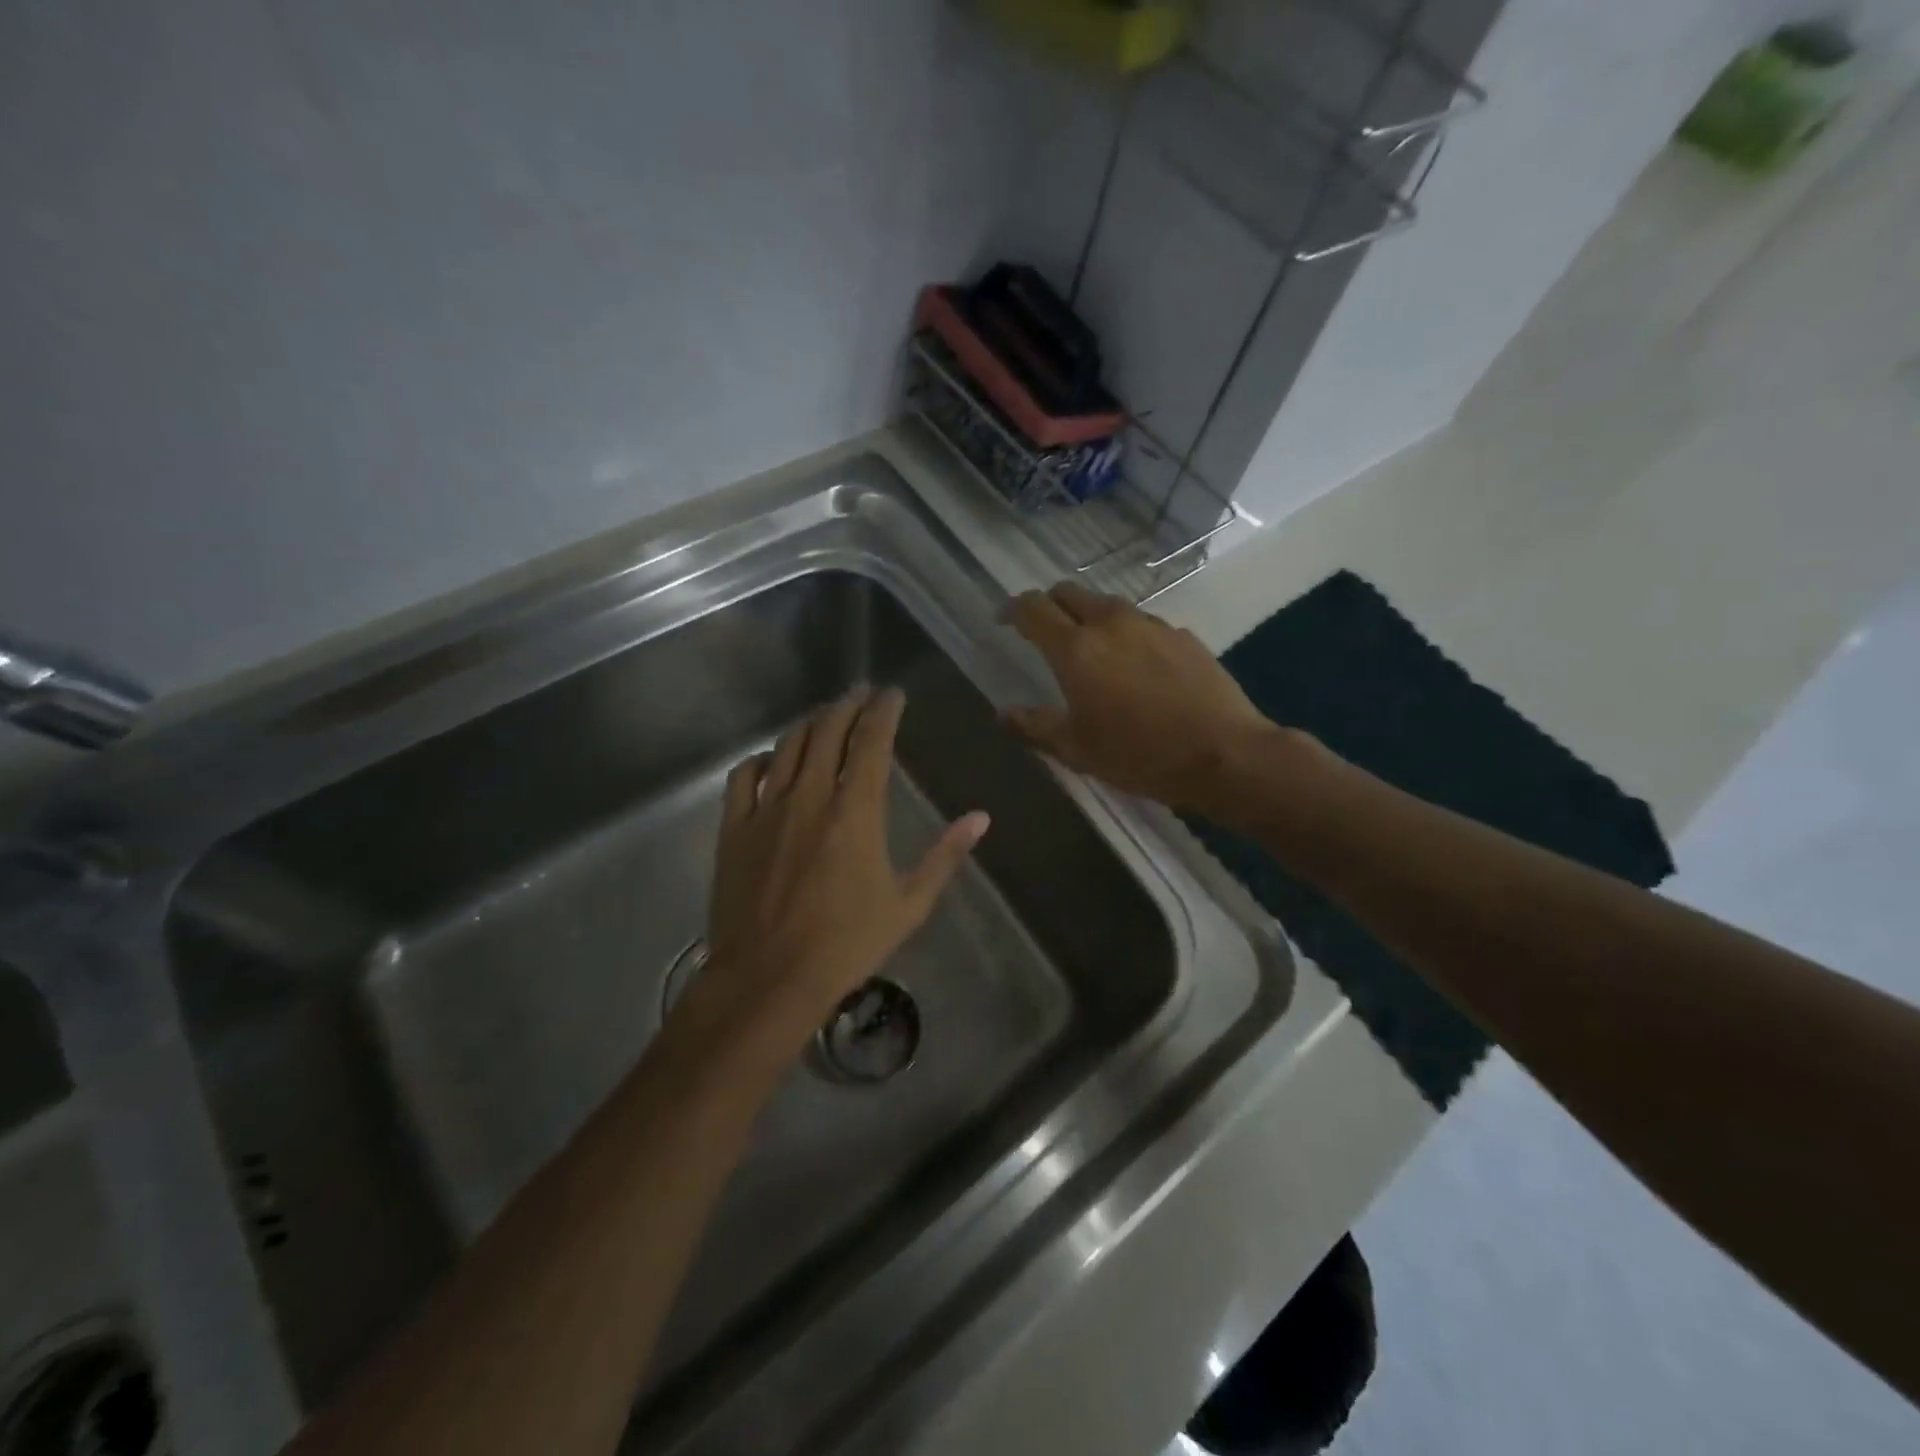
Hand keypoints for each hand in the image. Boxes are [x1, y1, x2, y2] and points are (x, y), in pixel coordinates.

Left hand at [697, 687, 989, 1049]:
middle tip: (862, 694)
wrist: (769, 979)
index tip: (893, 694)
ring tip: (826, 716)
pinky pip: (744, 776)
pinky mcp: (734, 828)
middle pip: (828, 730)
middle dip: (848, 705)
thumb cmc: (846, 944)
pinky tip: (773, 760)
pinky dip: (763, 759)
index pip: (872, 740)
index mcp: (856, 811)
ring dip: (810, 724)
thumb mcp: (909, 904)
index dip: (884, 710)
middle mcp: (811, 795)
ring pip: (788, 746)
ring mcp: (767, 809)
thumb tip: (981, 818)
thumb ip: (945, 856)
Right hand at [1004, 583, 1280, 814]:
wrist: (1224, 754)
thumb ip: (1035, 726)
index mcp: (1076, 649)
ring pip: (1107, 605)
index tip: (1004, 620)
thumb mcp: (1078, 750)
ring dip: (1089, 617)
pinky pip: (1142, 623)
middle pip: (1069, 592)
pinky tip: (1136, 666)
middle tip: (1043, 631)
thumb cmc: (1140, 756)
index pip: (1033, 608)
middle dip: (1049, 604)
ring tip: (1091, 649)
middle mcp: (1111, 624)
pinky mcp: (1183, 635)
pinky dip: (1126, 634)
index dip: (1013, 609)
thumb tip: (1003, 713)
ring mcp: (1151, 624)